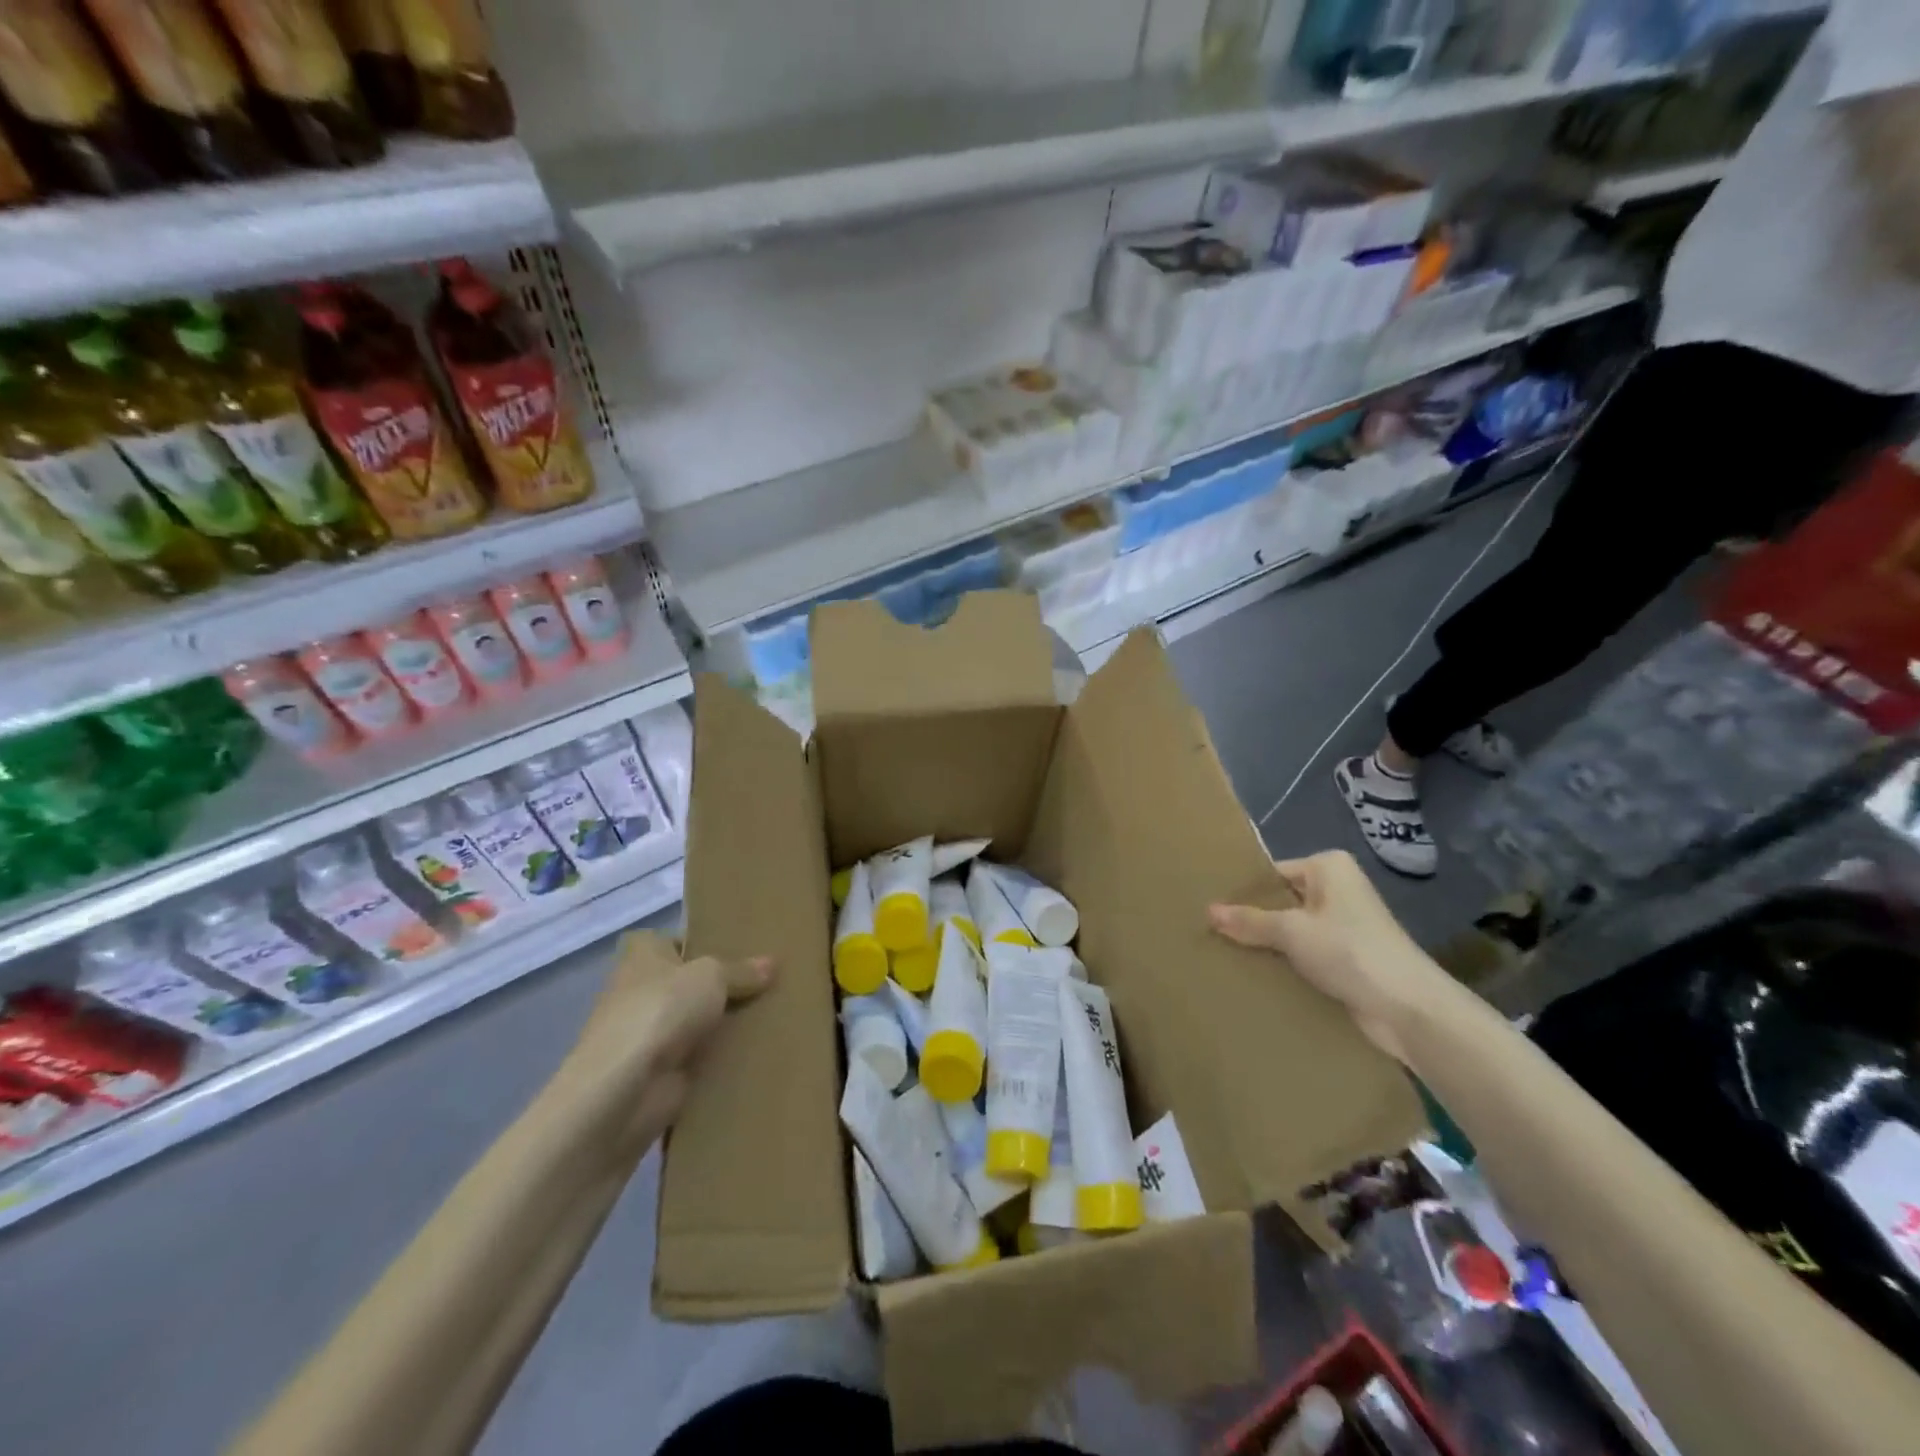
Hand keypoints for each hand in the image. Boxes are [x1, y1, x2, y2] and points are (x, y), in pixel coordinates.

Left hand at [558, 936, 774, 1150]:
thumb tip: (772, 964)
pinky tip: (756, 1054)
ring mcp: (646, 1034)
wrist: (623, 1091)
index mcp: (642, 955)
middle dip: (721, 986)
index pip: (671, 941)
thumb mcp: (711, 976)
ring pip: (694, 1022)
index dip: (700, 944)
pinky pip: (697, 1058)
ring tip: (771, 1017)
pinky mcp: (657, 1073)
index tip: (738, 950)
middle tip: (767, 983)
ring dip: (722, 1025)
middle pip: (687, 983)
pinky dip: (719, 1059)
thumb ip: (741, 970)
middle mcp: (638, 991)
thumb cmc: (660, 1011)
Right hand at [1209, 850, 1438, 1064]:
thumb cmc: (1349, 951)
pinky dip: (1286, 963)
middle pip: (1282, 901)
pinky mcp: (1348, 958)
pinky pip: (1306, 954)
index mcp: (1328, 867)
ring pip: (1292, 930)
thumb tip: (1209, 911)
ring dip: (1268, 945)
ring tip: (1225, 954)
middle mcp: (1338, 890)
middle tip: (1210, 932)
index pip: (1272, 873)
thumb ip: (1249, 920)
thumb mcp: (1291, 931)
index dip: (1243, 892)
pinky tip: (1255, 975)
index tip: (1211, 909)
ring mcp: (1345, 925)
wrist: (1408, 1009)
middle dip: (1253, 920)